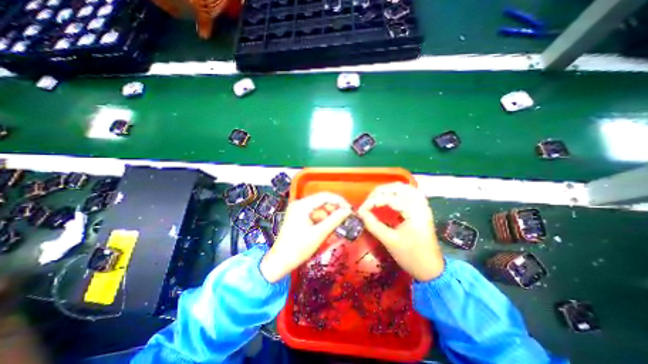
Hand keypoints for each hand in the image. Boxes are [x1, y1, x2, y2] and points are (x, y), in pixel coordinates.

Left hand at [258, 191, 352, 282]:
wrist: (280, 262)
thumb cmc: (298, 248)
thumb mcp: (319, 234)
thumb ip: (334, 220)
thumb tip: (347, 211)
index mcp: (302, 205)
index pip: (325, 196)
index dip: (339, 201)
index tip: (350, 210)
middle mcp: (300, 204)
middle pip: (322, 202)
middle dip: (334, 211)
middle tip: (346, 219)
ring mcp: (299, 210)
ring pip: (320, 209)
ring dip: (330, 218)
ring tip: (338, 228)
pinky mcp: (299, 217)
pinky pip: (315, 216)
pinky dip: (323, 222)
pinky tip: (329, 230)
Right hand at [356, 183, 443, 281]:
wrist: (431, 269)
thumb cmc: (411, 257)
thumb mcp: (389, 241)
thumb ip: (373, 225)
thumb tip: (360, 213)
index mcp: (414, 213)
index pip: (390, 199)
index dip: (373, 201)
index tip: (361, 209)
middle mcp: (421, 205)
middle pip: (400, 187)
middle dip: (381, 191)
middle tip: (368, 200)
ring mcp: (423, 206)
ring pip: (406, 188)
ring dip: (390, 189)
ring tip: (377, 196)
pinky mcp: (422, 209)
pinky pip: (410, 193)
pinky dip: (398, 192)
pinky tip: (390, 196)